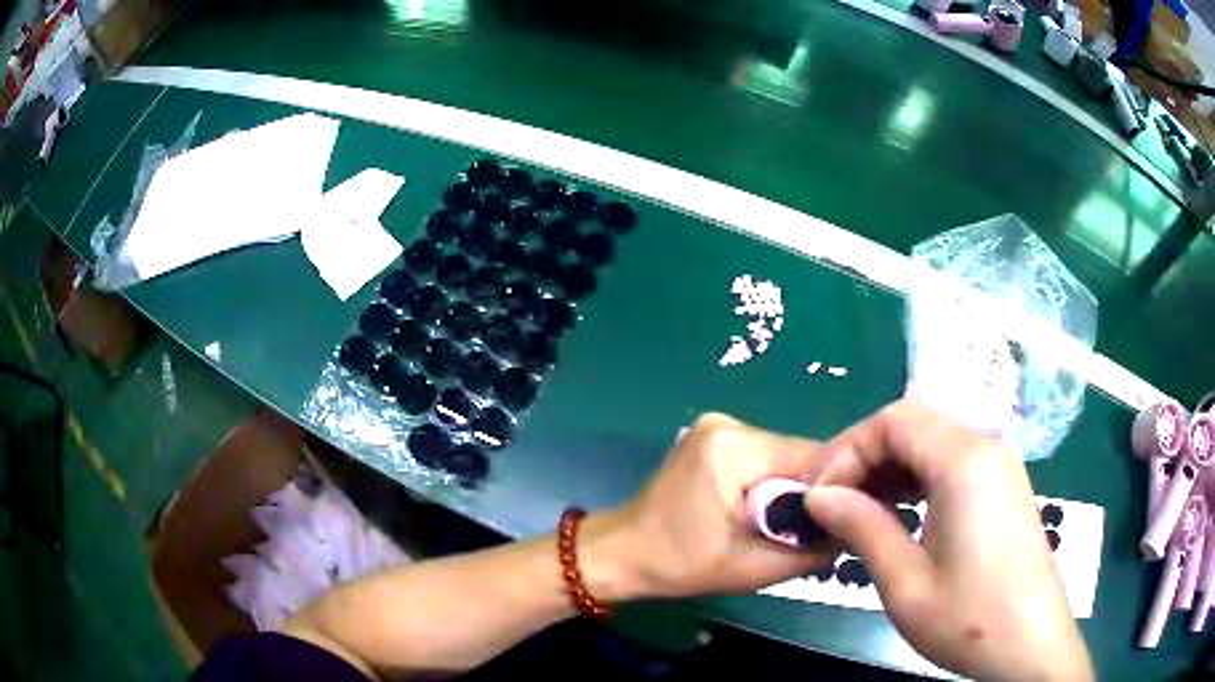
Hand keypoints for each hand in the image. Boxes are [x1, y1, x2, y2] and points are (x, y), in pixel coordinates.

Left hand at [595, 412, 836, 599]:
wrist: (621, 555)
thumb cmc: (679, 565)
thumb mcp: (753, 568)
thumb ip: (811, 550)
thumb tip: (854, 531)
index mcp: (734, 447)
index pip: (812, 459)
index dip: (835, 492)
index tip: (847, 522)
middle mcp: (729, 424)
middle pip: (798, 458)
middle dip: (810, 497)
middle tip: (815, 534)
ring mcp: (719, 428)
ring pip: (783, 461)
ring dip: (790, 494)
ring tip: (787, 529)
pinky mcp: (715, 442)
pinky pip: (763, 463)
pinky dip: (770, 489)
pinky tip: (764, 515)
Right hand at [802, 400, 1092, 681]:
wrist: (1030, 645)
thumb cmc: (969, 619)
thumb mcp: (905, 582)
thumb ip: (862, 528)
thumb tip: (818, 497)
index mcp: (965, 461)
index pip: (893, 420)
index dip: (847, 450)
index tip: (817, 496)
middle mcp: (986, 448)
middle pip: (913, 424)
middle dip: (864, 456)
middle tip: (830, 502)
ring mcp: (999, 466)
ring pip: (933, 442)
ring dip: (890, 468)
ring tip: (858, 511)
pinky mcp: (1003, 488)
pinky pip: (952, 464)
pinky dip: (917, 479)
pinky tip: (900, 515)